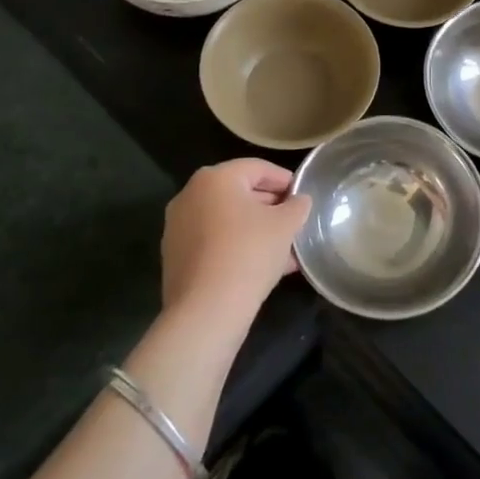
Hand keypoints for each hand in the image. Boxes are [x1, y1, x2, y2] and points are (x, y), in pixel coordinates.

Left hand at [160, 159, 310, 319]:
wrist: (206, 310)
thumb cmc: (249, 253)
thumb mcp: (286, 225)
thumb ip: (297, 206)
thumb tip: (299, 200)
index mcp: (215, 178)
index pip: (258, 168)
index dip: (285, 180)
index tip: (303, 197)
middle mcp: (190, 195)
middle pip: (239, 193)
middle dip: (270, 207)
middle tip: (294, 222)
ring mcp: (178, 226)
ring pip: (227, 220)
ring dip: (255, 229)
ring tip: (283, 248)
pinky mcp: (175, 256)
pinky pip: (214, 241)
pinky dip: (237, 246)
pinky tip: (261, 266)